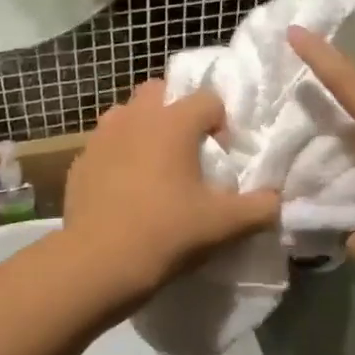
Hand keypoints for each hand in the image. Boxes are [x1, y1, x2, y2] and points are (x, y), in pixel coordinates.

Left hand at [62, 81, 279, 300]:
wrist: (99, 262)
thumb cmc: (167, 233)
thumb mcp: (224, 225)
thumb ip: (260, 207)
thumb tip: (275, 199)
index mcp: (173, 123)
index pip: (208, 99)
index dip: (221, 123)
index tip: (221, 156)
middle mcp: (135, 118)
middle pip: (159, 92)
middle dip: (175, 112)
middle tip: (186, 150)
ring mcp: (101, 137)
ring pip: (126, 115)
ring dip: (142, 129)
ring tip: (152, 167)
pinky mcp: (79, 162)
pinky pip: (104, 146)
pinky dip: (117, 157)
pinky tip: (123, 190)